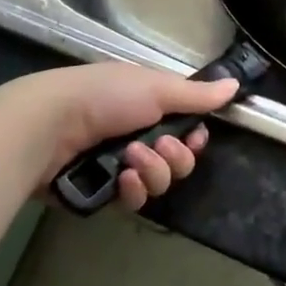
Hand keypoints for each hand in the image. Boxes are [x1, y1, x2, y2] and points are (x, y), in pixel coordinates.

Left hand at [0, 62, 237, 209]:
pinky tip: (120, 180)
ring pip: (158, 182)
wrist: (50, 125)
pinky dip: (131, 190)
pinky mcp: (101, 191)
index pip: (187, 130)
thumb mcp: (156, 88)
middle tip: (159, 148)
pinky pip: (133, 200)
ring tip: (130, 159)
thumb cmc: (105, 96)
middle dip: (174, 158)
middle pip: (177, 161)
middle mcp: (137, 133)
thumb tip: (235, 85)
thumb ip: (196, 95)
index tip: (194, 138)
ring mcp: (118, 163)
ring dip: (152, 171)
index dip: (195, 139)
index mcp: (149, 105)